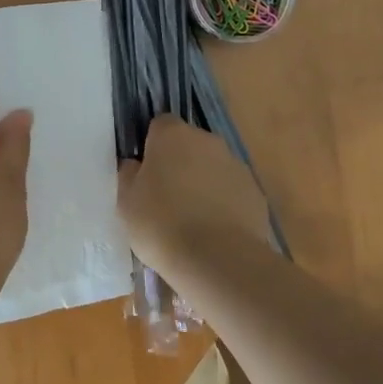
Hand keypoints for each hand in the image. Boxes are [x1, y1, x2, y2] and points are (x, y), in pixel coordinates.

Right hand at [117, 116, 271, 277]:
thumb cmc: (161, 224)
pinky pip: (232, 191)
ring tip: (190, 219)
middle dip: (179, 163)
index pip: (160, 125)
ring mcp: (236, 165)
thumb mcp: (126, 201)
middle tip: (165, 197)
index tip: (145, 172)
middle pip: (189, 144)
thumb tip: (136, 165)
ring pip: (213, 167)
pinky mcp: (256, 192)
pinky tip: (213, 231)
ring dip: (202, 183)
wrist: (217, 259)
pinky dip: (223, 203)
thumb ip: (130, 175)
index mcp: (173, 135)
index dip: (152, 145)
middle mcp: (208, 141)